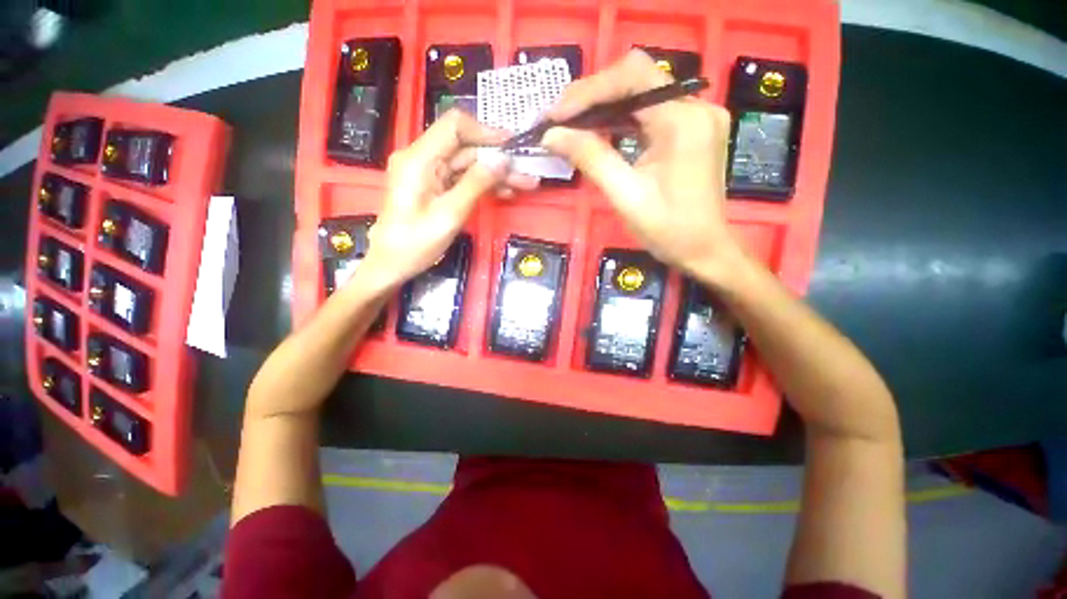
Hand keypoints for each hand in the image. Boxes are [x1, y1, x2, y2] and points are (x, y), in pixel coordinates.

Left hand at [361, 110, 535, 288]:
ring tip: (524, 185)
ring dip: (495, 174)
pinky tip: (505, 193)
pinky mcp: (434, 187)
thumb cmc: (416, 243)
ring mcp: (428, 174)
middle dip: (497, 160)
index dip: (485, 132)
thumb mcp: (450, 214)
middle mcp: (423, 159)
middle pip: (465, 148)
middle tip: (526, 174)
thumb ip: (476, 184)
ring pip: (468, 165)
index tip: (511, 145)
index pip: (454, 126)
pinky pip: (462, 179)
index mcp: (419, 159)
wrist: (392, 263)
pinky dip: (483, 185)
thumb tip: (503, 160)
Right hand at [541, 50, 745, 282]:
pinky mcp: (691, 129)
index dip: (588, 90)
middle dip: (593, 97)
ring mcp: (696, 116)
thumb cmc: (668, 231)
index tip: (556, 115)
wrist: (704, 250)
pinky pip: (650, 112)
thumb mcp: (625, 196)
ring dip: (604, 107)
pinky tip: (598, 132)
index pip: (632, 77)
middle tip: (559, 120)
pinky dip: (621, 120)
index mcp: (683, 121)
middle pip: (637, 79)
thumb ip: (590, 158)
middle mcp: (695, 106)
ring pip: (641, 94)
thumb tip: (551, 135)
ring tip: (571, 126)